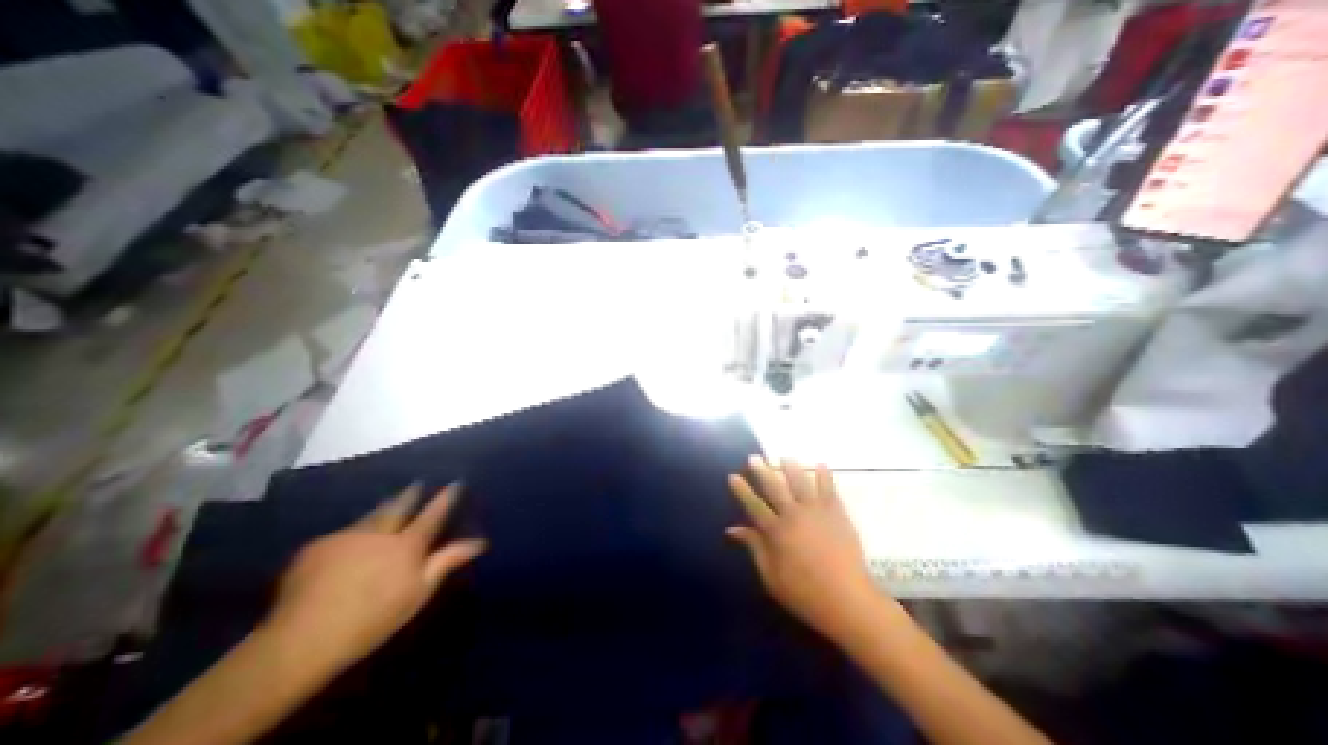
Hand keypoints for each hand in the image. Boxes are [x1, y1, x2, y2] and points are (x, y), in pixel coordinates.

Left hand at [262, 486, 487, 672]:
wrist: (300, 641)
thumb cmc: (373, 619)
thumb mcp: (419, 592)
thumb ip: (448, 561)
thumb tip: (480, 542)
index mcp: (407, 544)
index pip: (433, 514)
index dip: (446, 498)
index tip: (456, 482)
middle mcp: (380, 532)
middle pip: (400, 505)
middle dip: (411, 493)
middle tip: (417, 484)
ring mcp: (347, 536)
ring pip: (371, 515)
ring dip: (383, 508)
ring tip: (388, 503)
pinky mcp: (316, 547)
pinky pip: (343, 532)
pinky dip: (352, 532)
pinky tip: (348, 541)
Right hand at [726, 457, 878, 635]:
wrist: (848, 600)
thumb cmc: (804, 593)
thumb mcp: (771, 576)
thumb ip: (753, 548)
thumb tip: (732, 530)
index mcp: (776, 531)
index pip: (753, 505)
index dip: (742, 490)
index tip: (733, 476)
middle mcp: (793, 515)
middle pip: (774, 487)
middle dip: (762, 470)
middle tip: (754, 457)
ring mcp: (816, 511)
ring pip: (800, 482)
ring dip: (791, 467)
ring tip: (784, 456)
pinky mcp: (836, 513)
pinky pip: (829, 489)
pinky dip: (824, 475)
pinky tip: (821, 464)